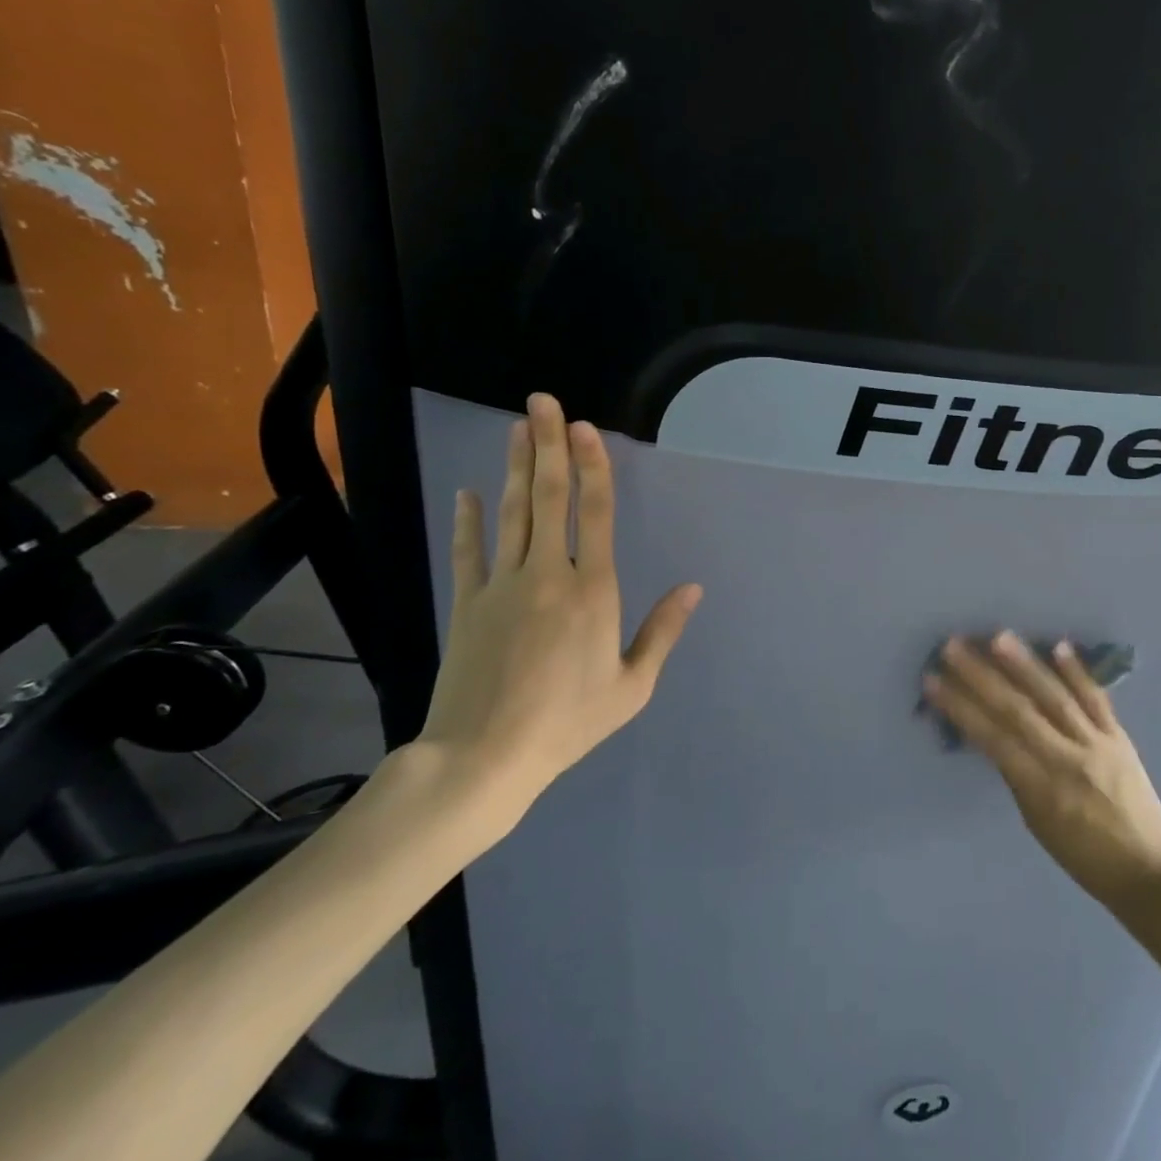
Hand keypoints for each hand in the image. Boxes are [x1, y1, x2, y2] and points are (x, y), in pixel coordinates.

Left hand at [404, 393, 701, 841]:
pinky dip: (469, 520)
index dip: (592, 466)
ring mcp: (501, 586)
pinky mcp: (467, 604)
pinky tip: (469, 492)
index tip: (584, 427)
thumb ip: (663, 632)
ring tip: (517, 428)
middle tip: (542, 402)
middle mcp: (548, 575)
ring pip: (511, 514)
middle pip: (550, 498)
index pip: (594, 513)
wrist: (483, 758)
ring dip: (516, 468)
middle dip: (548, 446)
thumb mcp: (632, 687)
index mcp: (593, 591)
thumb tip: (693, 588)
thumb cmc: (568, 722)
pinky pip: (469, 552)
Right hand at [926, 633, 1160, 913]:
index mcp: (1041, 789)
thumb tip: (992, 734)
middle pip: (1018, 710)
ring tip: (998, 637)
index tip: (933, 680)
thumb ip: (1017, 775)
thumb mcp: (1037, 823)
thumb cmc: (1084, 858)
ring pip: (1055, 697)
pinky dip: (1077, 672)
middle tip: (953, 646)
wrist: (1151, 874)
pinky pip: (1096, 699)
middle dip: (982, 677)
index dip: (960, 707)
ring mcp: (1097, 744)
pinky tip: (1059, 645)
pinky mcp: (1120, 738)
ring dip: (1025, 665)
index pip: (992, 738)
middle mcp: (1067, 760)